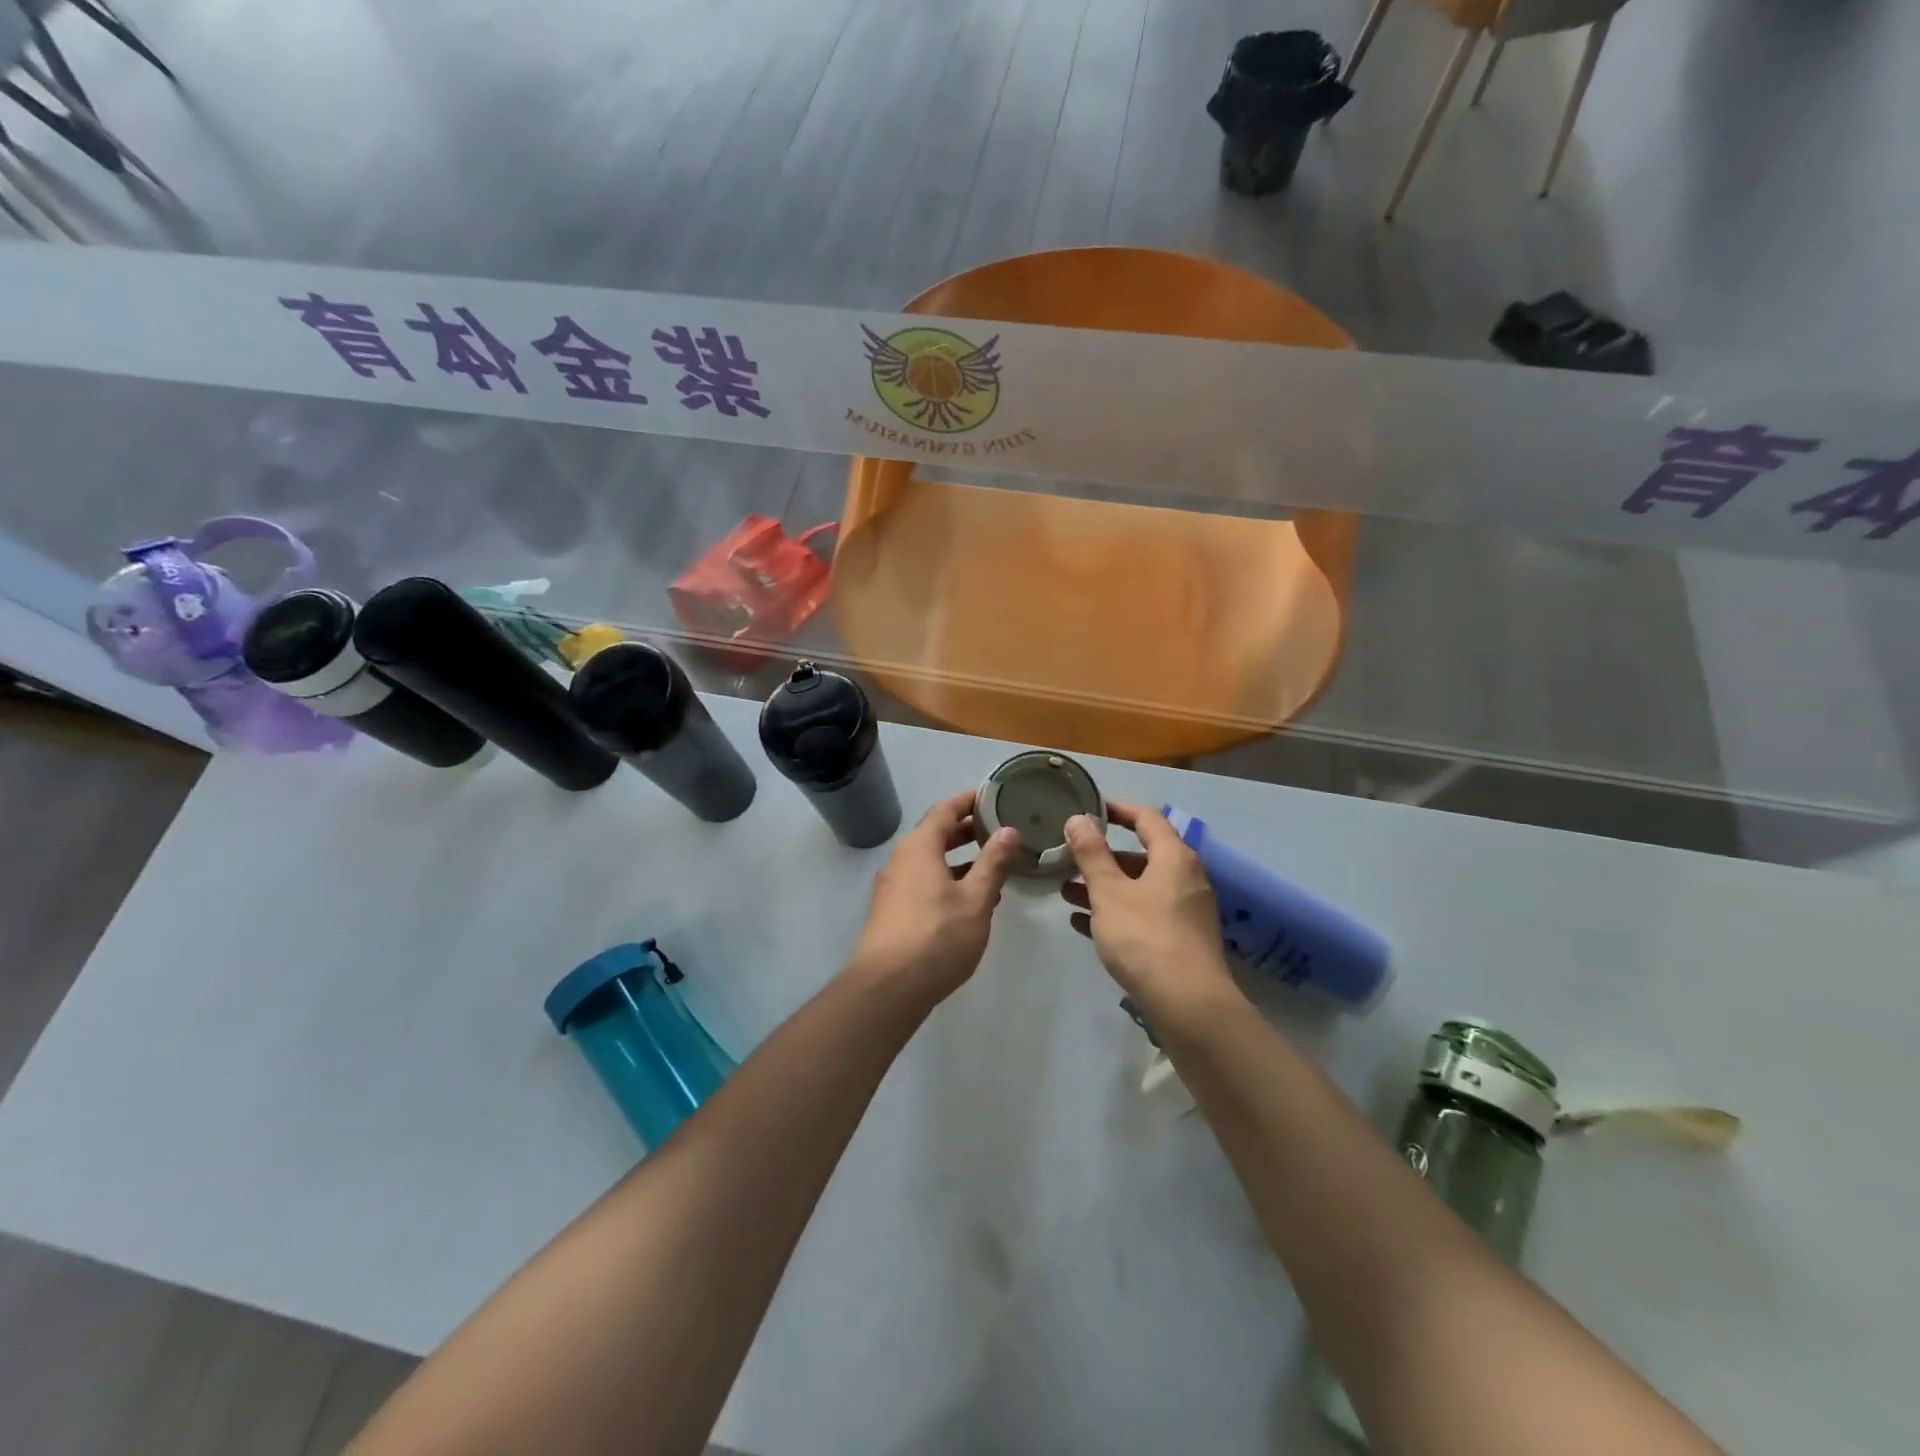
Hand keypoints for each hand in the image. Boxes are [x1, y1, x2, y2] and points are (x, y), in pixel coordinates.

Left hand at [847, 791, 1022, 1005]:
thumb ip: (993, 863)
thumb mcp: (975, 899)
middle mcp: (901, 860)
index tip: (994, 796)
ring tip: (994, 865)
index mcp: (919, 847)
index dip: (969, 800)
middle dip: (967, 830)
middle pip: (936, 833)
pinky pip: (923, 882)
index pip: (945, 809)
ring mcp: (893, 887)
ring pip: (930, 861)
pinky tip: (972, 900)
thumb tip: (1009, 830)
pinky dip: (948, 880)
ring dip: (960, 859)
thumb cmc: (936, 937)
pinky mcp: (893, 911)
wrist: (886, 988)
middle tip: (1000, 829)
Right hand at [1062, 802, 1239, 1023]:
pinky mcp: (1180, 940)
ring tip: (1065, 891)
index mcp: (1174, 857)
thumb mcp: (1109, 892)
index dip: (1117, 809)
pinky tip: (1082, 922)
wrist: (1188, 1004)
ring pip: (1139, 888)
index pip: (1146, 818)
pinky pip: (1143, 914)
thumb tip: (1078, 819)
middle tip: (1069, 856)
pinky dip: (1115, 912)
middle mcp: (1185, 878)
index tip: (1089, 808)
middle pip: (1141, 855)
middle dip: (1102, 856)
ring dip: (1104, 887)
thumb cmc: (1145, 937)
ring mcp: (1185, 911)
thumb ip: (1091, 854)